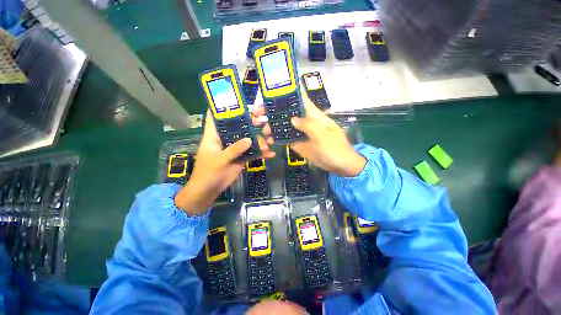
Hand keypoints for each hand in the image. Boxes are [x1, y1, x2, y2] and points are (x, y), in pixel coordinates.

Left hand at [175, 111, 274, 214]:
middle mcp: (225, 139)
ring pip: (248, 140)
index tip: (237, 102)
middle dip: (250, 123)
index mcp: (214, 135)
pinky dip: (261, 153)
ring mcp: (234, 148)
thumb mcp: (219, 160)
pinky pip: (252, 152)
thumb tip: (249, 139)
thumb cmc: (208, 173)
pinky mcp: (241, 157)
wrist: (209, 190)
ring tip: (268, 145)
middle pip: (238, 126)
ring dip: (259, 141)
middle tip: (261, 123)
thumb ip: (234, 149)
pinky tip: (270, 154)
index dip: (223, 108)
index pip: (215, 117)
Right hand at [256, 86, 365, 176]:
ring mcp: (301, 133)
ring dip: (273, 126)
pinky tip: (268, 140)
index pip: (300, 99)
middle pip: (288, 112)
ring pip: (285, 125)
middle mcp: (305, 121)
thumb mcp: (323, 136)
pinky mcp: (299, 143)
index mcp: (313, 115)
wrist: (340, 166)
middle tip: (257, 113)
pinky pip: (286, 138)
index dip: (287, 93)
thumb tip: (292, 119)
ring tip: (261, 128)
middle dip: (273, 111)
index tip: (271, 92)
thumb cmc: (335, 149)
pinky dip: (277, 138)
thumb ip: (308, 125)